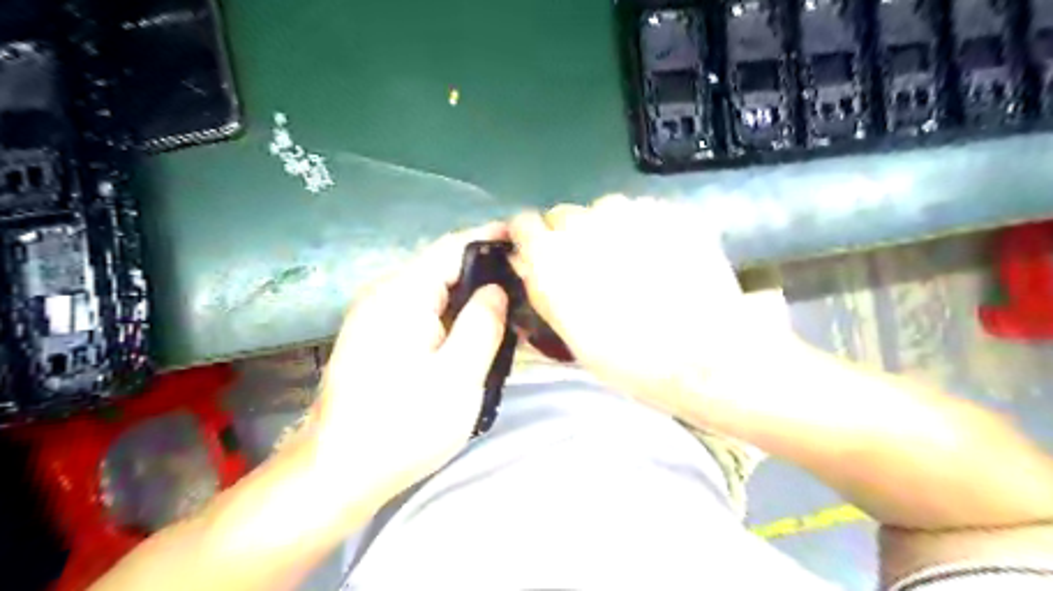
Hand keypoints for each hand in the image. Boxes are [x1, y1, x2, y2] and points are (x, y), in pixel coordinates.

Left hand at [311, 223, 508, 501]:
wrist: (337, 472)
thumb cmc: (403, 426)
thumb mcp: (457, 376)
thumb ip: (482, 324)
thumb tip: (495, 289)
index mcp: (403, 294)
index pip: (453, 246)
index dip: (491, 238)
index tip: (527, 241)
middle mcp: (384, 293)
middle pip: (443, 266)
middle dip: (485, 270)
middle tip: (526, 286)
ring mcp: (374, 315)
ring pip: (433, 289)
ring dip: (469, 295)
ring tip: (508, 309)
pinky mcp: (374, 336)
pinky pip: (421, 310)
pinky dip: (451, 313)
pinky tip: (473, 333)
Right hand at [509, 197, 789, 425]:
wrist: (699, 355)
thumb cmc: (624, 356)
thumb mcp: (567, 329)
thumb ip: (541, 285)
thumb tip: (525, 261)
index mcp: (550, 254)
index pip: (523, 222)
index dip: (531, 237)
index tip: (541, 251)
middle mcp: (583, 221)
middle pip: (565, 215)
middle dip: (572, 236)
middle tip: (594, 266)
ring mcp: (629, 211)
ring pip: (606, 209)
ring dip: (611, 229)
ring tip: (635, 262)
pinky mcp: (668, 209)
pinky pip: (644, 212)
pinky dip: (647, 228)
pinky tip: (664, 258)